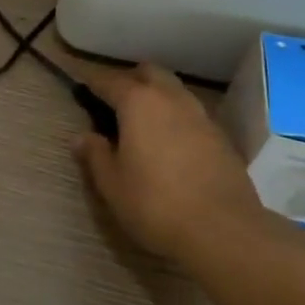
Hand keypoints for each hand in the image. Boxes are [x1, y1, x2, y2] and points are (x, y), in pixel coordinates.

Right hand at [74, 64, 271, 266]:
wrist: (223, 230)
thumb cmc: (155, 204)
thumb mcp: (112, 184)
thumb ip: (95, 155)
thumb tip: (82, 137)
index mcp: (138, 103)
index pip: (109, 80)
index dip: (92, 81)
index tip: (80, 84)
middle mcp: (171, 99)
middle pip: (149, 73)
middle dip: (130, 79)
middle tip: (114, 101)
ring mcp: (201, 116)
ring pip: (174, 90)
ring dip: (157, 96)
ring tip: (142, 122)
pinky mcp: (221, 137)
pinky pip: (192, 114)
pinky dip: (176, 117)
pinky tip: (170, 143)